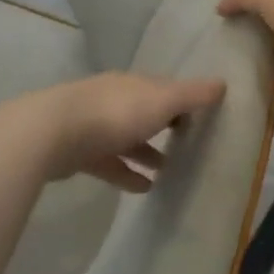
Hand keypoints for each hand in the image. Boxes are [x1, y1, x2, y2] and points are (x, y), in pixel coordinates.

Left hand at [17, 73, 226, 192]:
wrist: (51, 133)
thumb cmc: (115, 113)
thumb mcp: (162, 101)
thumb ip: (192, 95)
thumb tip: (222, 84)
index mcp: (134, 84)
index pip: (165, 88)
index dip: (185, 100)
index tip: (204, 116)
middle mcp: (115, 100)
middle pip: (146, 111)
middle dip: (166, 125)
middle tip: (191, 143)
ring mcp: (94, 126)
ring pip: (128, 138)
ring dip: (148, 152)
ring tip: (171, 171)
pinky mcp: (80, 153)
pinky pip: (111, 163)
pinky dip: (128, 174)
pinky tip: (145, 189)